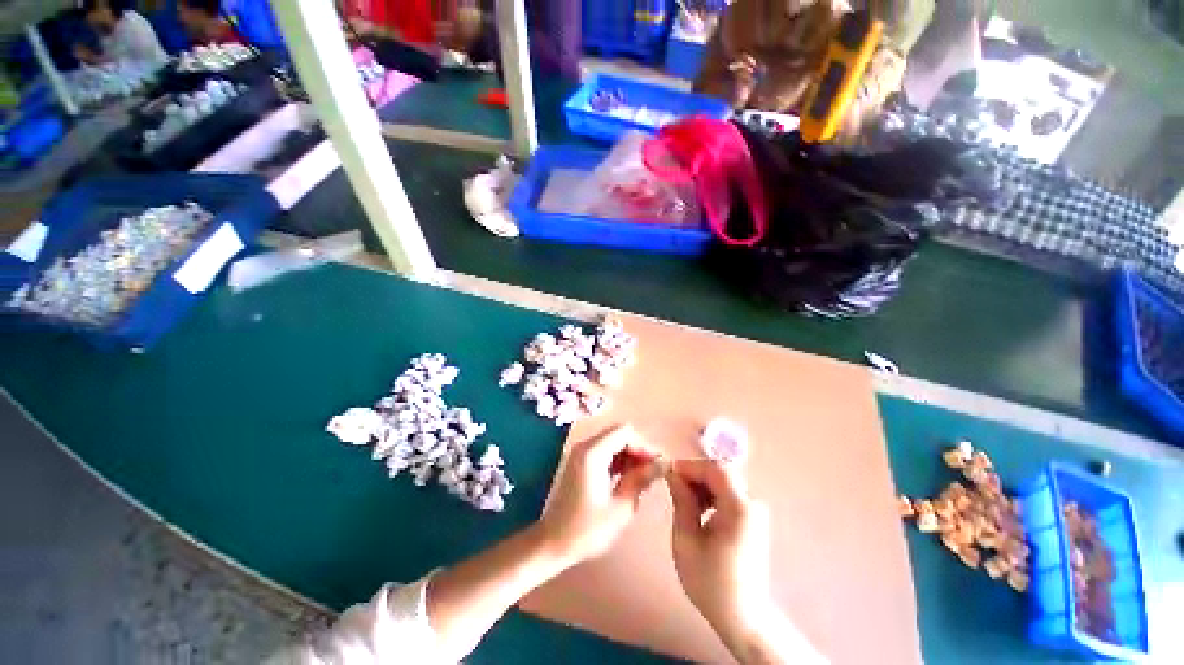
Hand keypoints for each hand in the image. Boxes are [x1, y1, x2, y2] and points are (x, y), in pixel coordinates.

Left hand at [537, 425, 660, 565]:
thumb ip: (642, 480)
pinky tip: (628, 480)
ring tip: (643, 479)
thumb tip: (663, 463)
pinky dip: (618, 461)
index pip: (625, 432)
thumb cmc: (587, 529)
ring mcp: (581, 454)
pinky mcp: (580, 463)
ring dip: (629, 456)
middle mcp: (585, 446)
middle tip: (653, 473)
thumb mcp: (621, 507)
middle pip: (619, 434)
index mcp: (593, 453)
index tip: (657, 465)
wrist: (552, 543)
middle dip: (638, 450)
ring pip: (613, 443)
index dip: (643, 445)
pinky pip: (604, 452)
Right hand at [667, 459, 772, 641]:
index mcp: (739, 508)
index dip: (689, 466)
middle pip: (720, 472)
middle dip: (694, 474)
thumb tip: (672, 473)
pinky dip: (711, 494)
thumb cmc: (710, 581)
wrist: (742, 615)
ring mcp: (755, 509)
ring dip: (701, 484)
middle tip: (673, 487)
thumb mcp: (686, 540)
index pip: (714, 469)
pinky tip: (699, 510)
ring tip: (683, 500)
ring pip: (724, 481)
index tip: (668, 473)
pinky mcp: (752, 517)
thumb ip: (681, 501)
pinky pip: (729, 493)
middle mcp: (752, 503)